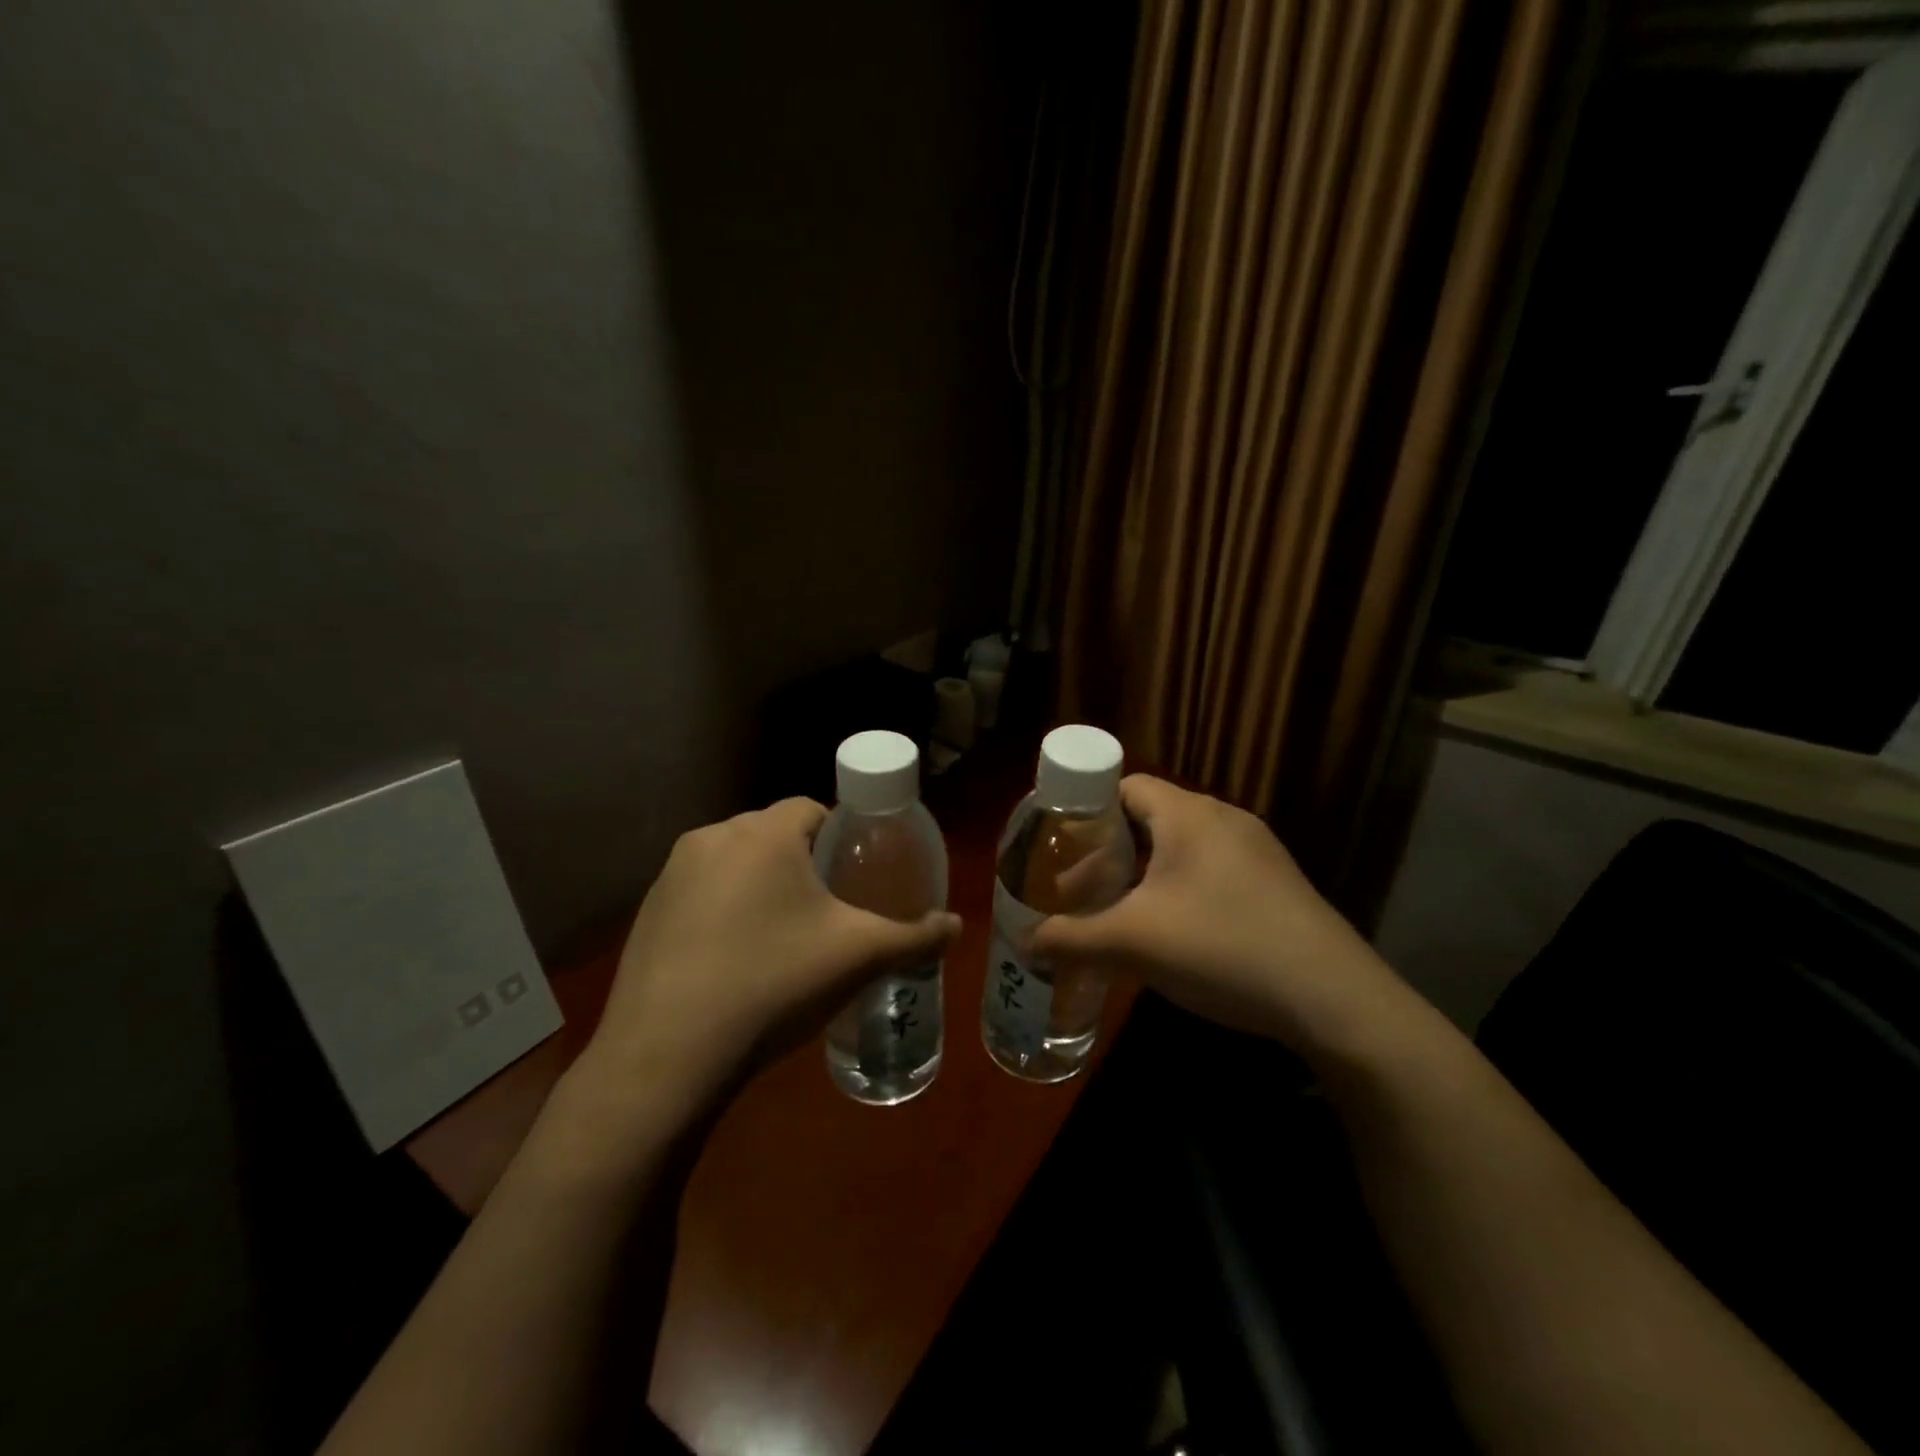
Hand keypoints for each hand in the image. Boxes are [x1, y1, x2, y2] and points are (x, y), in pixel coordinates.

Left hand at [577, 798, 960, 1115]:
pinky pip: (700, 894)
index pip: (812, 808)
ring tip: (781, 939)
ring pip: (734, 864)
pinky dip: (723, 911)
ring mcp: (671, 875)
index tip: (853, 876)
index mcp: (763, 834)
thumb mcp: (858, 957)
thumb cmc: (773, 984)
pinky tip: (734, 962)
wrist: (668, 1056)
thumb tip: (956, 925)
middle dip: (802, 862)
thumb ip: (914, 937)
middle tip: (826, 911)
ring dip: (760, 886)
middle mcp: (711, 838)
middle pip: (772, 834)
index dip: (841, 836)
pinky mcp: (646, 913)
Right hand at [1031, 775, 1400, 1058]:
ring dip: (1145, 873)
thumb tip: (1026, 943)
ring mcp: (1257, 852)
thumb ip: (1070, 939)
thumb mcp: (1133, 944)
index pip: (1124, 785)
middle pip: (1150, 818)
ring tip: (1120, 912)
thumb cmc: (1221, 948)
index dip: (1086, 809)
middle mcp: (1224, 819)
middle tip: (1080, 888)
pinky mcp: (1276, 885)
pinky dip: (1180, 889)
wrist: (1333, 998)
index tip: (1060, 845)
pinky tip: (1173, 934)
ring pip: (1182, 847)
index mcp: (1187, 815)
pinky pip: (1212, 871)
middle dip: (1110, 851)